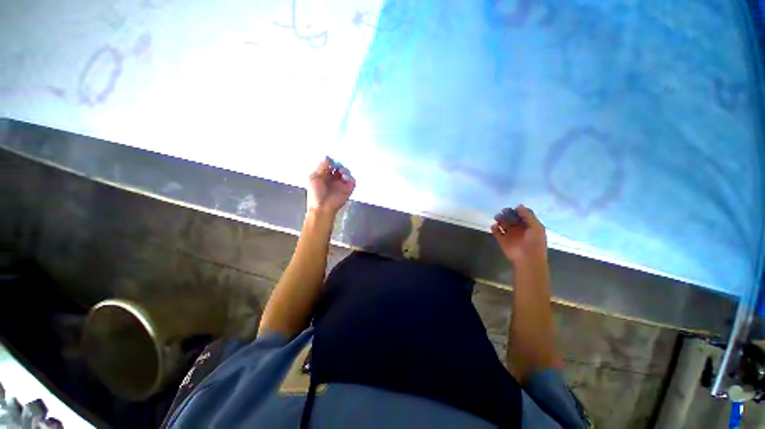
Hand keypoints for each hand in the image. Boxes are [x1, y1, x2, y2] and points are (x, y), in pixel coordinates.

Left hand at [307, 157, 355, 215]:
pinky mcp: (348, 189)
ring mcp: (342, 184)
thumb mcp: (313, 178)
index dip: (331, 161)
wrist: (322, 208)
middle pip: (339, 167)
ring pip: (346, 172)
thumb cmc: (315, 194)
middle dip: (339, 164)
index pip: (330, 165)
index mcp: (324, 176)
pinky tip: (344, 176)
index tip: (331, 158)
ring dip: (344, 169)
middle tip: (337, 163)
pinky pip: (352, 180)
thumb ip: (321, 167)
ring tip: (340, 171)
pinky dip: (349, 176)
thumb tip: (327, 157)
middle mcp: (334, 179)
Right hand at [491, 205, 546, 264]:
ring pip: (503, 224)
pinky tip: (495, 226)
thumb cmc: (535, 243)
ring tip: (497, 218)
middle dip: (507, 214)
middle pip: (511, 218)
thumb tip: (518, 205)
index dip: (517, 211)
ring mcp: (510, 235)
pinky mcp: (502, 240)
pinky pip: (496, 232)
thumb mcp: (536, 227)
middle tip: (503, 211)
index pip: (522, 215)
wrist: (528, 260)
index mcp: (529, 226)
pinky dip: (494, 228)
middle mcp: (519, 229)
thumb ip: (528, 215)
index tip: (513, 208)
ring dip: (500, 219)